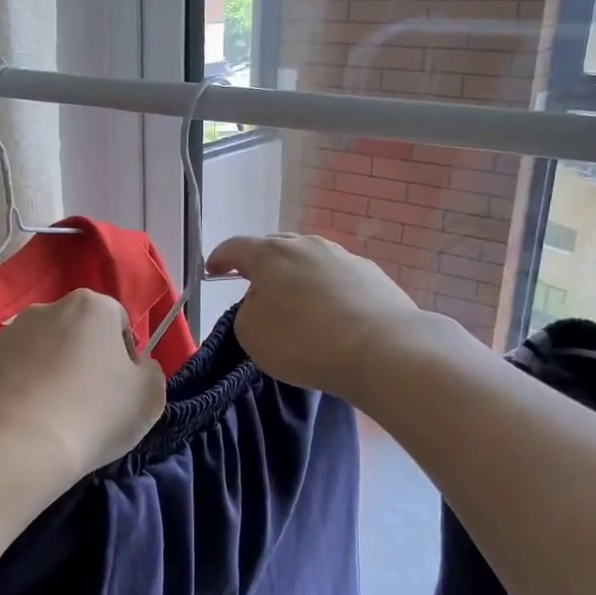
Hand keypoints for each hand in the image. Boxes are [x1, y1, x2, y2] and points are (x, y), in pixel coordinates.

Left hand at [0, 288, 167, 485]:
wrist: (14, 447)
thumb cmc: (94, 415)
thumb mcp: (149, 397)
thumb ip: (150, 372)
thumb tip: (136, 367)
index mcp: (91, 307)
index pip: (118, 324)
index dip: (125, 358)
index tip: (120, 392)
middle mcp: (46, 309)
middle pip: (76, 333)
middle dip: (83, 361)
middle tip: (88, 405)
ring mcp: (7, 335)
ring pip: (41, 352)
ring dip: (50, 374)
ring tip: (52, 418)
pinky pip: (10, 374)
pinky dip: (19, 391)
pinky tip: (24, 423)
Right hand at [207, 233, 448, 397]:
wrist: (383, 349)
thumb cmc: (304, 341)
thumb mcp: (251, 333)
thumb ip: (247, 310)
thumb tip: (265, 301)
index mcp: (270, 254)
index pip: (235, 247)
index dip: (220, 258)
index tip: (212, 269)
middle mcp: (307, 245)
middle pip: (275, 248)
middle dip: (260, 264)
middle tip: (254, 286)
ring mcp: (343, 257)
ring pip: (309, 260)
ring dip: (296, 276)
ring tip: (295, 302)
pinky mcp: (372, 274)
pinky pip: (337, 277)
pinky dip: (326, 290)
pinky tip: (331, 313)